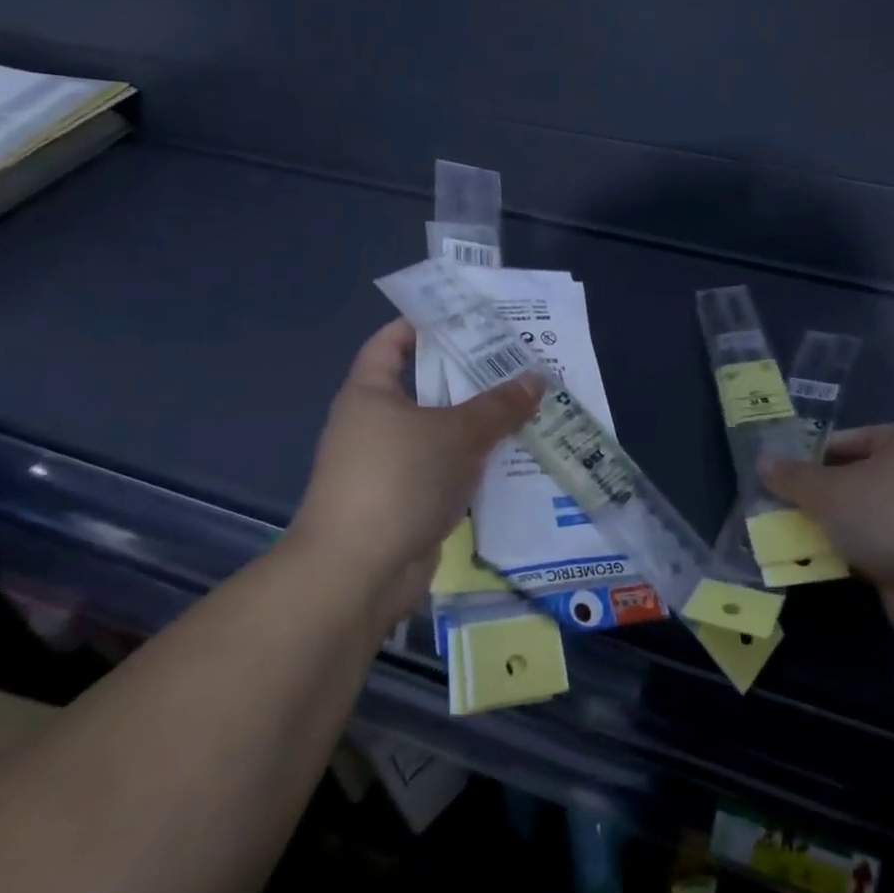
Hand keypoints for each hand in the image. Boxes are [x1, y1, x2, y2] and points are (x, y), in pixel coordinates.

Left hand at [289, 319, 541, 611]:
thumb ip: (499, 405)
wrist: (357, 573)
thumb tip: (536, 378)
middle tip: (519, 362)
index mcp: (370, 393)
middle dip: (471, 375)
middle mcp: (374, 424)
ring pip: (440, 430)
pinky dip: (473, 460)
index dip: (426, 324)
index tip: (471, 318)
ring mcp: (389, 465)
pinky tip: (512, 455)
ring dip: (478, 421)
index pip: (392, 342)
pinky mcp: (405, 500)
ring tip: (527, 404)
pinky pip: (445, 467)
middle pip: (426, 386)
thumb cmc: (399, 480)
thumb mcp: (456, 433)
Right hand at [762, 425, 893, 637]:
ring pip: (861, 515)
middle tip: (779, 508)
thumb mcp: (826, 492)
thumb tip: (762, 460)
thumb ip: (792, 477)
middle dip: (817, 496)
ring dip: (830, 527)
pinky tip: (820, 564)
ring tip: (791, 537)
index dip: (809, 456)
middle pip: (852, 478)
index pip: (844, 440)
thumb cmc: (884, 516)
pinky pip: (873, 546)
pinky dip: (849, 553)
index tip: (780, 475)